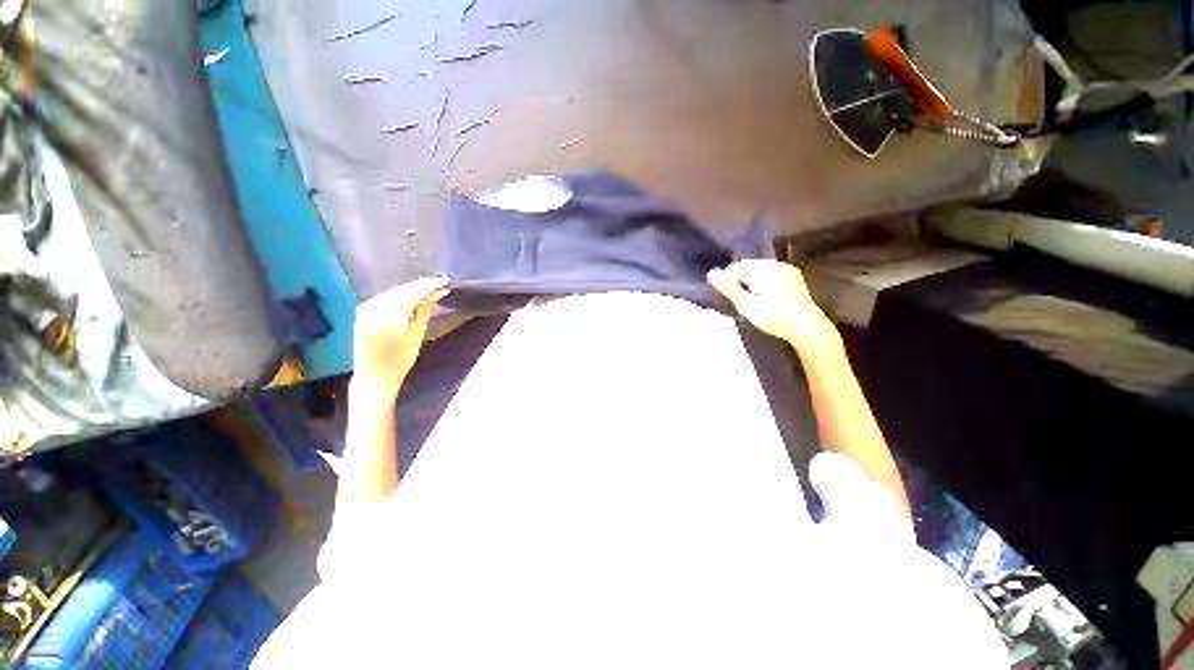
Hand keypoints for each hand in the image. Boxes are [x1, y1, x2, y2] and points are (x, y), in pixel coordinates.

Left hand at [351, 277, 448, 401]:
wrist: (373, 377)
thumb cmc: (399, 360)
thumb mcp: (416, 336)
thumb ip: (424, 311)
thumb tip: (435, 293)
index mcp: (387, 314)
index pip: (412, 292)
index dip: (430, 285)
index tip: (445, 282)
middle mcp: (373, 306)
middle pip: (403, 290)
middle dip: (422, 287)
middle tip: (441, 286)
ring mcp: (366, 307)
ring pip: (395, 292)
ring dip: (413, 291)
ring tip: (431, 291)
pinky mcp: (364, 311)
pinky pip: (387, 298)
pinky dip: (402, 297)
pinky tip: (413, 298)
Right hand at [707, 259, 837, 352]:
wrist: (807, 327)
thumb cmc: (775, 317)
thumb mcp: (747, 305)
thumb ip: (729, 288)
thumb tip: (711, 273)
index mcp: (764, 269)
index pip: (736, 268)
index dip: (728, 281)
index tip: (729, 297)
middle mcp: (776, 264)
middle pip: (748, 266)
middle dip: (740, 280)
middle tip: (740, 300)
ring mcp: (787, 270)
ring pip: (759, 270)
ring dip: (751, 281)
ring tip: (751, 300)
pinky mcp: (794, 277)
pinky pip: (770, 274)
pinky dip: (763, 282)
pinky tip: (764, 297)